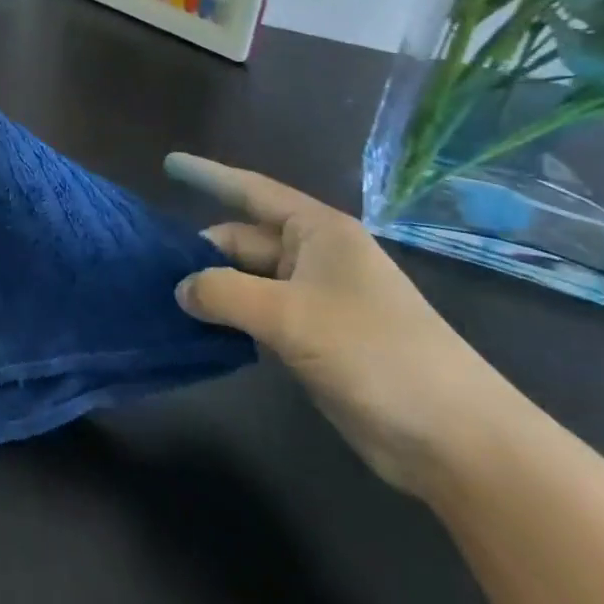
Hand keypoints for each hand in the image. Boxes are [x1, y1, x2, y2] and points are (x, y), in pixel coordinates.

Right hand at [166, 155, 525, 495]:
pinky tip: (195, 328)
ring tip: (158, 293)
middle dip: (200, 248)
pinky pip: (257, 315)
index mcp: (317, 232)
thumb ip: (224, 293)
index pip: (250, 190)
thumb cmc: (375, 353)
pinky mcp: (314, 340)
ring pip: (247, 280)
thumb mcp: (290, 315)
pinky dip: (228, 318)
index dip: (207, 175)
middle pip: (242, 239)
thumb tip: (181, 289)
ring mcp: (314, 300)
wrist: (456, 440)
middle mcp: (313, 257)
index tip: (168, 163)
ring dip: (210, 287)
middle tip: (147, 262)